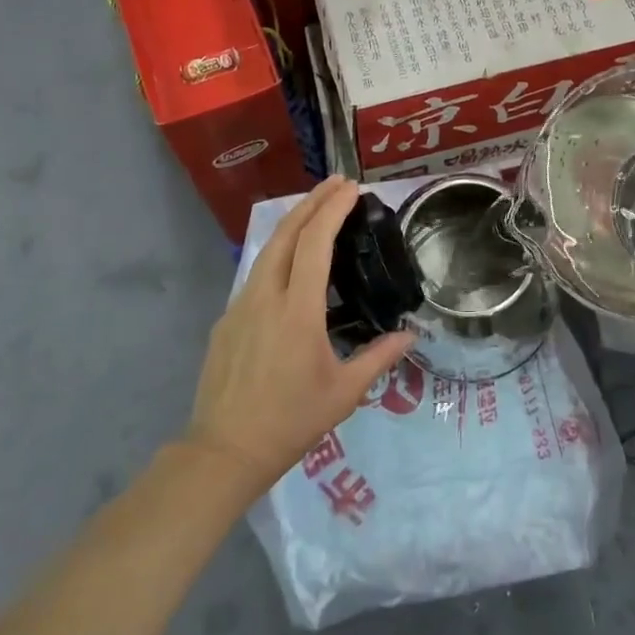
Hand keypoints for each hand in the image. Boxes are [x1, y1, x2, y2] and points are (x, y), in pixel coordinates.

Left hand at [184, 177, 415, 498]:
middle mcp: (266, 297)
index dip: (332, 210)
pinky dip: (279, 252)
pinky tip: (291, 261)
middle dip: (312, 202)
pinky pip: (257, 273)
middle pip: (286, 233)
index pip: (314, 243)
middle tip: (337, 183)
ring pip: (268, 250)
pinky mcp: (226, 319)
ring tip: (317, 209)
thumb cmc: (291, 421)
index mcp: (297, 311)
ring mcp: (240, 305)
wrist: (224, 451)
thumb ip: (380, 357)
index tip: (351, 188)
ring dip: (294, 222)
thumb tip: (411, 334)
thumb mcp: (344, 393)